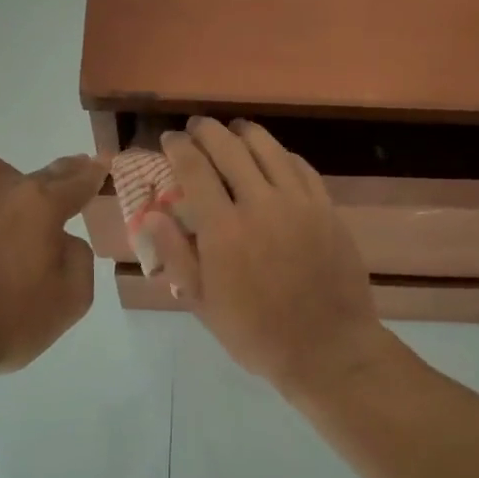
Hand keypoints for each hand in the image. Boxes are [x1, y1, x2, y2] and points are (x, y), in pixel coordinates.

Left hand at [0, 151, 105, 373]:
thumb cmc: (11, 320)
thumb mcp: (73, 298)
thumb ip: (78, 256)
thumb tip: (60, 239)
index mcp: (40, 204)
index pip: (77, 180)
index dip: (93, 173)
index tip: (101, 163)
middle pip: (37, 173)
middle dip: (56, 178)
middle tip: (61, 191)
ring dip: (4, 186)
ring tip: (5, 211)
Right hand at [147, 118, 384, 393]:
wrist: (327, 348)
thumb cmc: (256, 333)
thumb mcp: (203, 303)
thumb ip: (175, 254)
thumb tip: (151, 214)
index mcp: (224, 229)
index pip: (195, 169)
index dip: (178, 147)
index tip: (169, 138)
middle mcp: (261, 204)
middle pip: (230, 148)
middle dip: (207, 131)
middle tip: (196, 128)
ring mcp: (299, 203)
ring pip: (268, 149)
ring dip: (244, 133)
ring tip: (233, 131)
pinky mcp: (327, 208)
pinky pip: (300, 167)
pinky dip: (280, 154)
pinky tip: (273, 157)